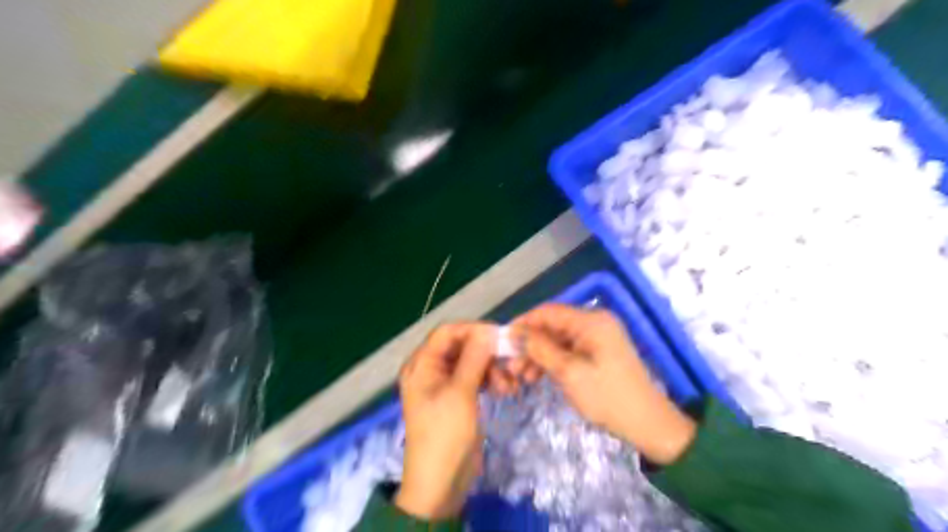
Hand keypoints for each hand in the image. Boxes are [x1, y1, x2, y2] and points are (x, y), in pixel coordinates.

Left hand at [395, 321, 497, 520]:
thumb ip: (474, 358)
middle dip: (486, 353)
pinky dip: (490, 380)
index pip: (448, 332)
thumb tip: (488, 331)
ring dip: (492, 368)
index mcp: (421, 364)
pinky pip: (475, 377)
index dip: (473, 330)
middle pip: (461, 346)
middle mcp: (430, 369)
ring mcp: (444, 383)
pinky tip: (506, 390)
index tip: (500, 337)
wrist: (440, 484)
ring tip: (509, 386)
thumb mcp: (460, 393)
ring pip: (472, 361)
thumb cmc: (445, 435)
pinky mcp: (457, 397)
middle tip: (510, 364)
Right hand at [516, 306, 693, 463]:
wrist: (648, 425)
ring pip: (558, 339)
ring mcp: (597, 337)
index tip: (503, 340)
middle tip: (512, 366)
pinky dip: (552, 361)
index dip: (524, 323)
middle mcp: (594, 322)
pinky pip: (568, 350)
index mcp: (592, 321)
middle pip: (552, 326)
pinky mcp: (597, 352)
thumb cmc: (608, 397)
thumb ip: (540, 349)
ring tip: (523, 377)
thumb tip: (515, 333)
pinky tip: (538, 376)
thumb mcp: (569, 373)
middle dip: (530, 344)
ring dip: (539, 355)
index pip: (549, 312)